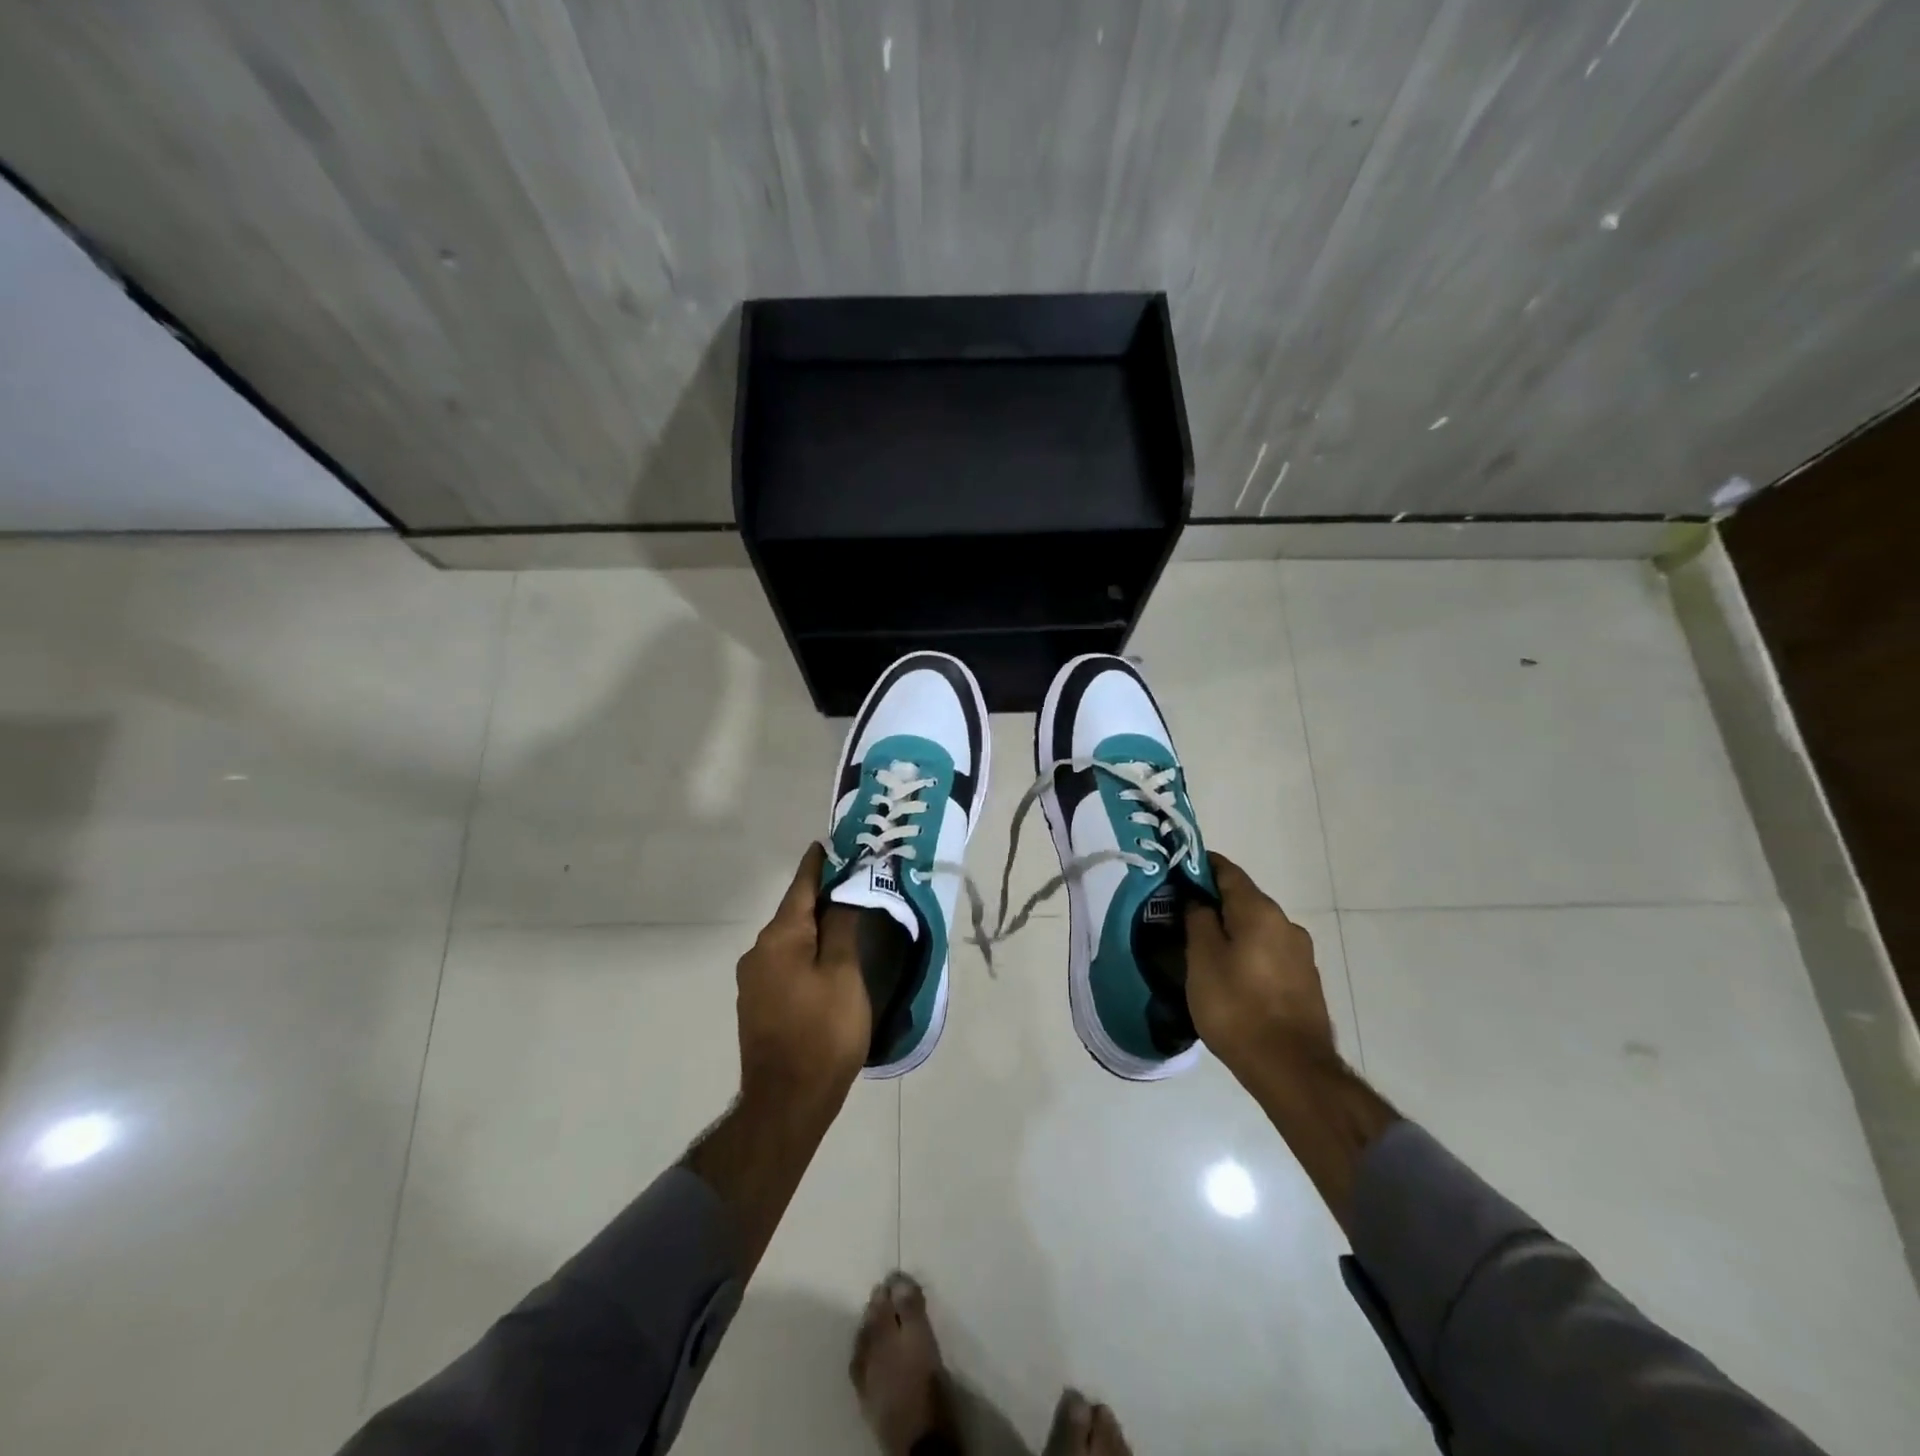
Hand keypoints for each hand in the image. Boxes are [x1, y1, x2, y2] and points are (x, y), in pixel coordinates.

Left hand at [734, 843, 871, 1116]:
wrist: (786, 1102)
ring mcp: (753, 980)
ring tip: (842, 920)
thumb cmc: (823, 1032)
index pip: (801, 888)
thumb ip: (841, 928)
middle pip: (793, 913)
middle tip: (850, 883)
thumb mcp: (843, 974)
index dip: (816, 865)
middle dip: (818, 897)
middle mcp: (758, 952)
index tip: (826, 844)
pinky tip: (823, 961)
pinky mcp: (756, 1004)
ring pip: (788, 940)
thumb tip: (840, 894)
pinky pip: (784, 963)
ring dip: (812, 927)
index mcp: (780, 938)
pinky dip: (804, 952)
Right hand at [1185, 852, 1335, 1081]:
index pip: (1227, 871)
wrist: (1291, 1069)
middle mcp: (1286, 924)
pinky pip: (1269, 954)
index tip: (1177, 872)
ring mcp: (1301, 954)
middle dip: (1214, 903)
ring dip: (1232, 931)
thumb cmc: (1236, 1007)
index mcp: (1260, 911)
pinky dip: (1248, 954)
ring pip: (1258, 929)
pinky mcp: (1305, 982)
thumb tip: (1198, 900)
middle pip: (1244, 900)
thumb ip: (1198, 921)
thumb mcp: (1202, 960)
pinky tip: (1231, 976)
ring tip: (1204, 951)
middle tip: (1182, 916)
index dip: (1201, 866)